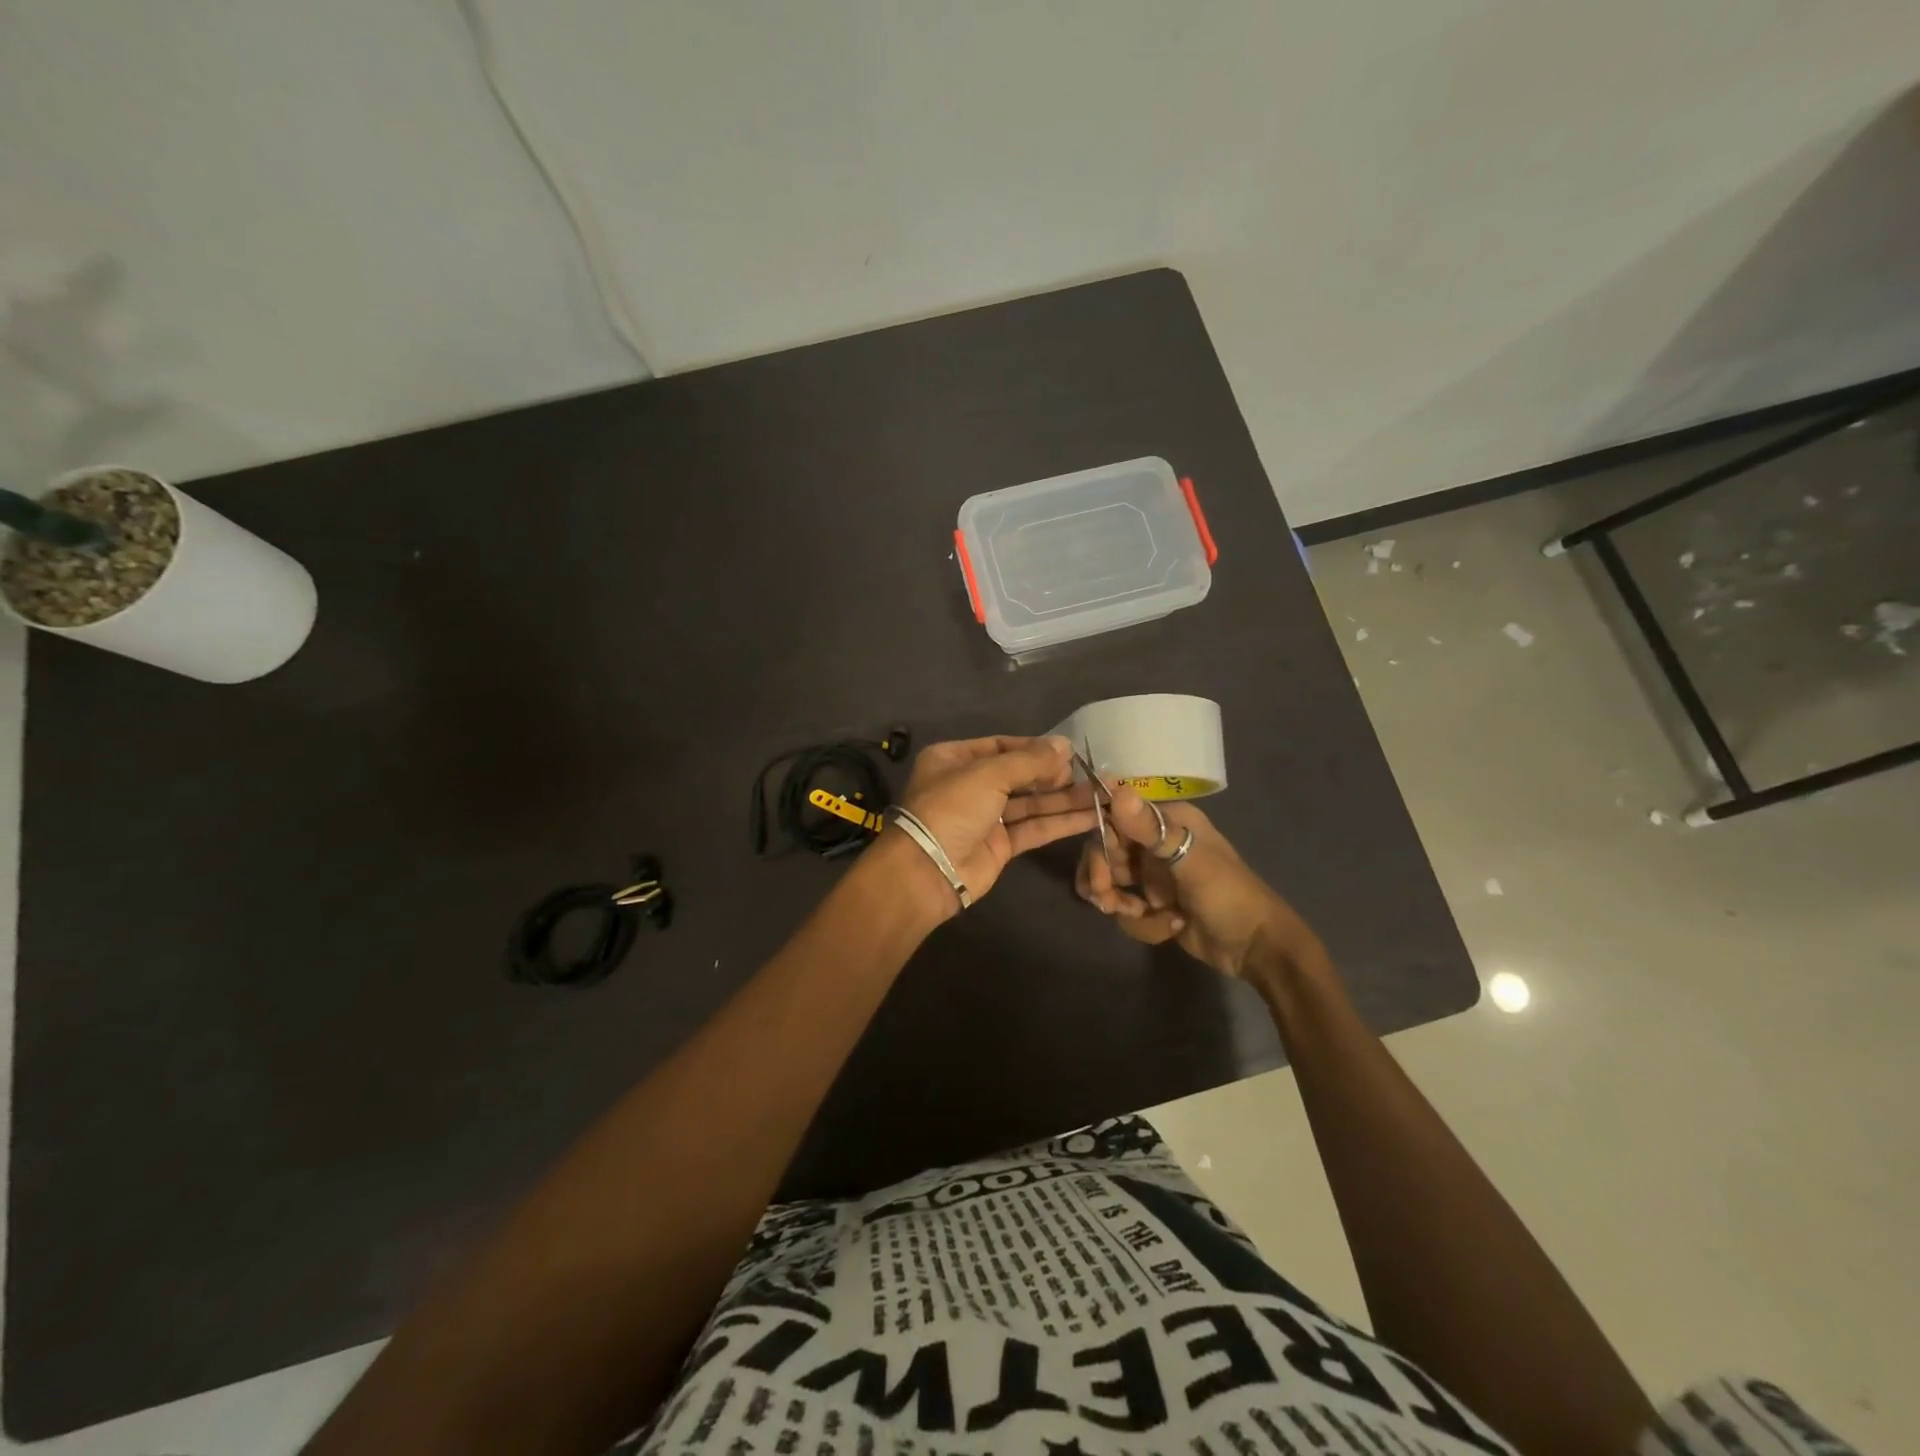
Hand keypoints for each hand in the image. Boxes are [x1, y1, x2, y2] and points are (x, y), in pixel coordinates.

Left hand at [890, 735, 1097, 914]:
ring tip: (1101, 793)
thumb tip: (1065, 744)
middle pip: (1019, 775)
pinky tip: (1091, 816)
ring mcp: (985, 817)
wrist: (928, 870)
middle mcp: (969, 785)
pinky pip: (1034, 828)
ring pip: (1031, 803)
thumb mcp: (988, 774)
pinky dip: (1060, 822)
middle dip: (1053, 774)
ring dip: (1064, 799)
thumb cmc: (952, 808)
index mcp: (954, 759)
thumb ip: (1029, 760)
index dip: (1034, 748)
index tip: (1068, 751)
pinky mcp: (1000, 845)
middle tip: (1089, 772)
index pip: (1001, 746)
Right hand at [1074, 785, 1323, 981]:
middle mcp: (1156, 842)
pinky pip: (1126, 908)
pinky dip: (1141, 922)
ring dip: (1119, 903)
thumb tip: (1117, 789)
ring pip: (1111, 882)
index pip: (1115, 817)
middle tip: (1106, 901)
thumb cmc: (1229, 896)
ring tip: (1139, 915)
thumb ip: (1151, 829)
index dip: (1100, 840)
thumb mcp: (1191, 862)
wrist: (1256, 948)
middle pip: (1105, 851)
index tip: (1099, 868)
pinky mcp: (1152, 903)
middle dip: (1102, 878)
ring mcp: (1153, 874)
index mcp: (1169, 821)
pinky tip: (1168, 926)